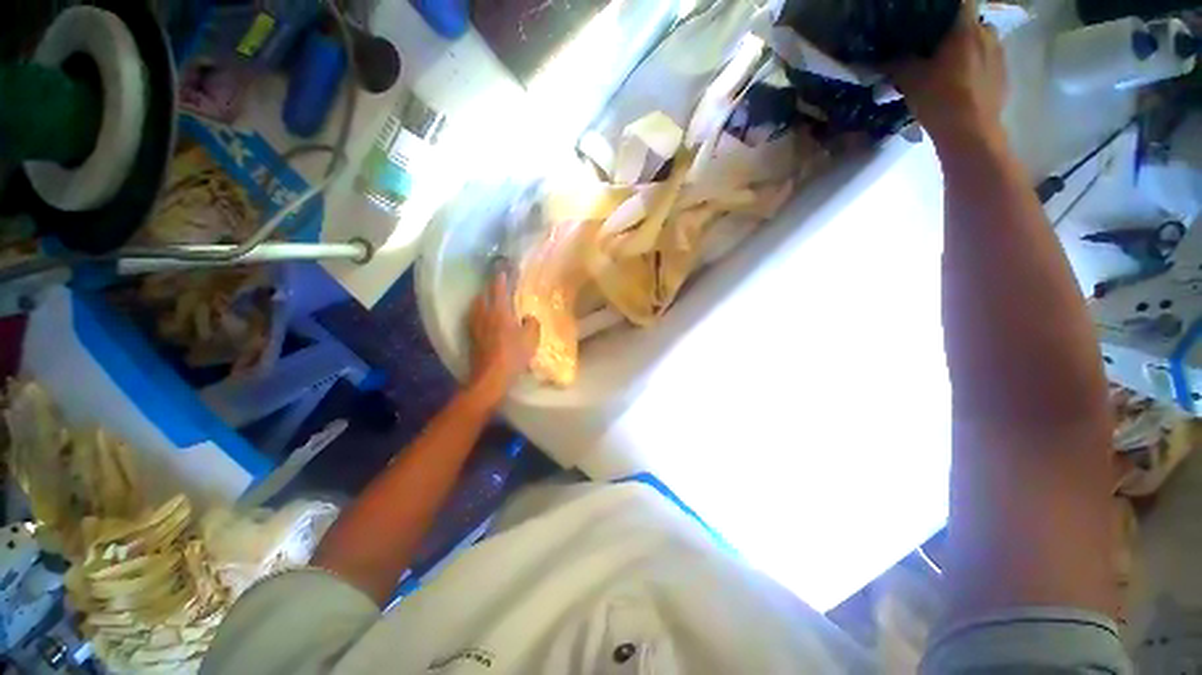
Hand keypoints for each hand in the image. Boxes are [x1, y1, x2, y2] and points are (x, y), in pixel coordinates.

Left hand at [465, 272, 539, 409]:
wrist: (491, 376)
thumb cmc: (513, 355)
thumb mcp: (531, 339)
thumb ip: (532, 323)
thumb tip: (528, 317)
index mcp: (499, 311)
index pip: (498, 288)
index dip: (501, 278)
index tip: (503, 269)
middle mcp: (483, 314)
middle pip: (483, 295)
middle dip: (489, 288)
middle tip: (498, 285)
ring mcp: (474, 325)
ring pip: (476, 306)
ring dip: (483, 300)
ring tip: (490, 300)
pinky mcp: (471, 336)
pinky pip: (474, 317)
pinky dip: (479, 313)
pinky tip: (485, 318)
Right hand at [890, 7, 1008, 143]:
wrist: (971, 133)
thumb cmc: (940, 99)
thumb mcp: (909, 79)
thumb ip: (895, 62)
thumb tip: (878, 56)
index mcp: (966, 28)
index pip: (959, 2)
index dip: (943, 7)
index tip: (929, 18)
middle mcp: (987, 33)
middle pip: (970, 23)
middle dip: (954, 32)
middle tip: (935, 48)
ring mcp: (1000, 55)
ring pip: (980, 43)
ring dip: (966, 51)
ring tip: (947, 69)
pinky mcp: (1004, 76)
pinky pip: (987, 63)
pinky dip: (975, 69)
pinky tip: (961, 85)